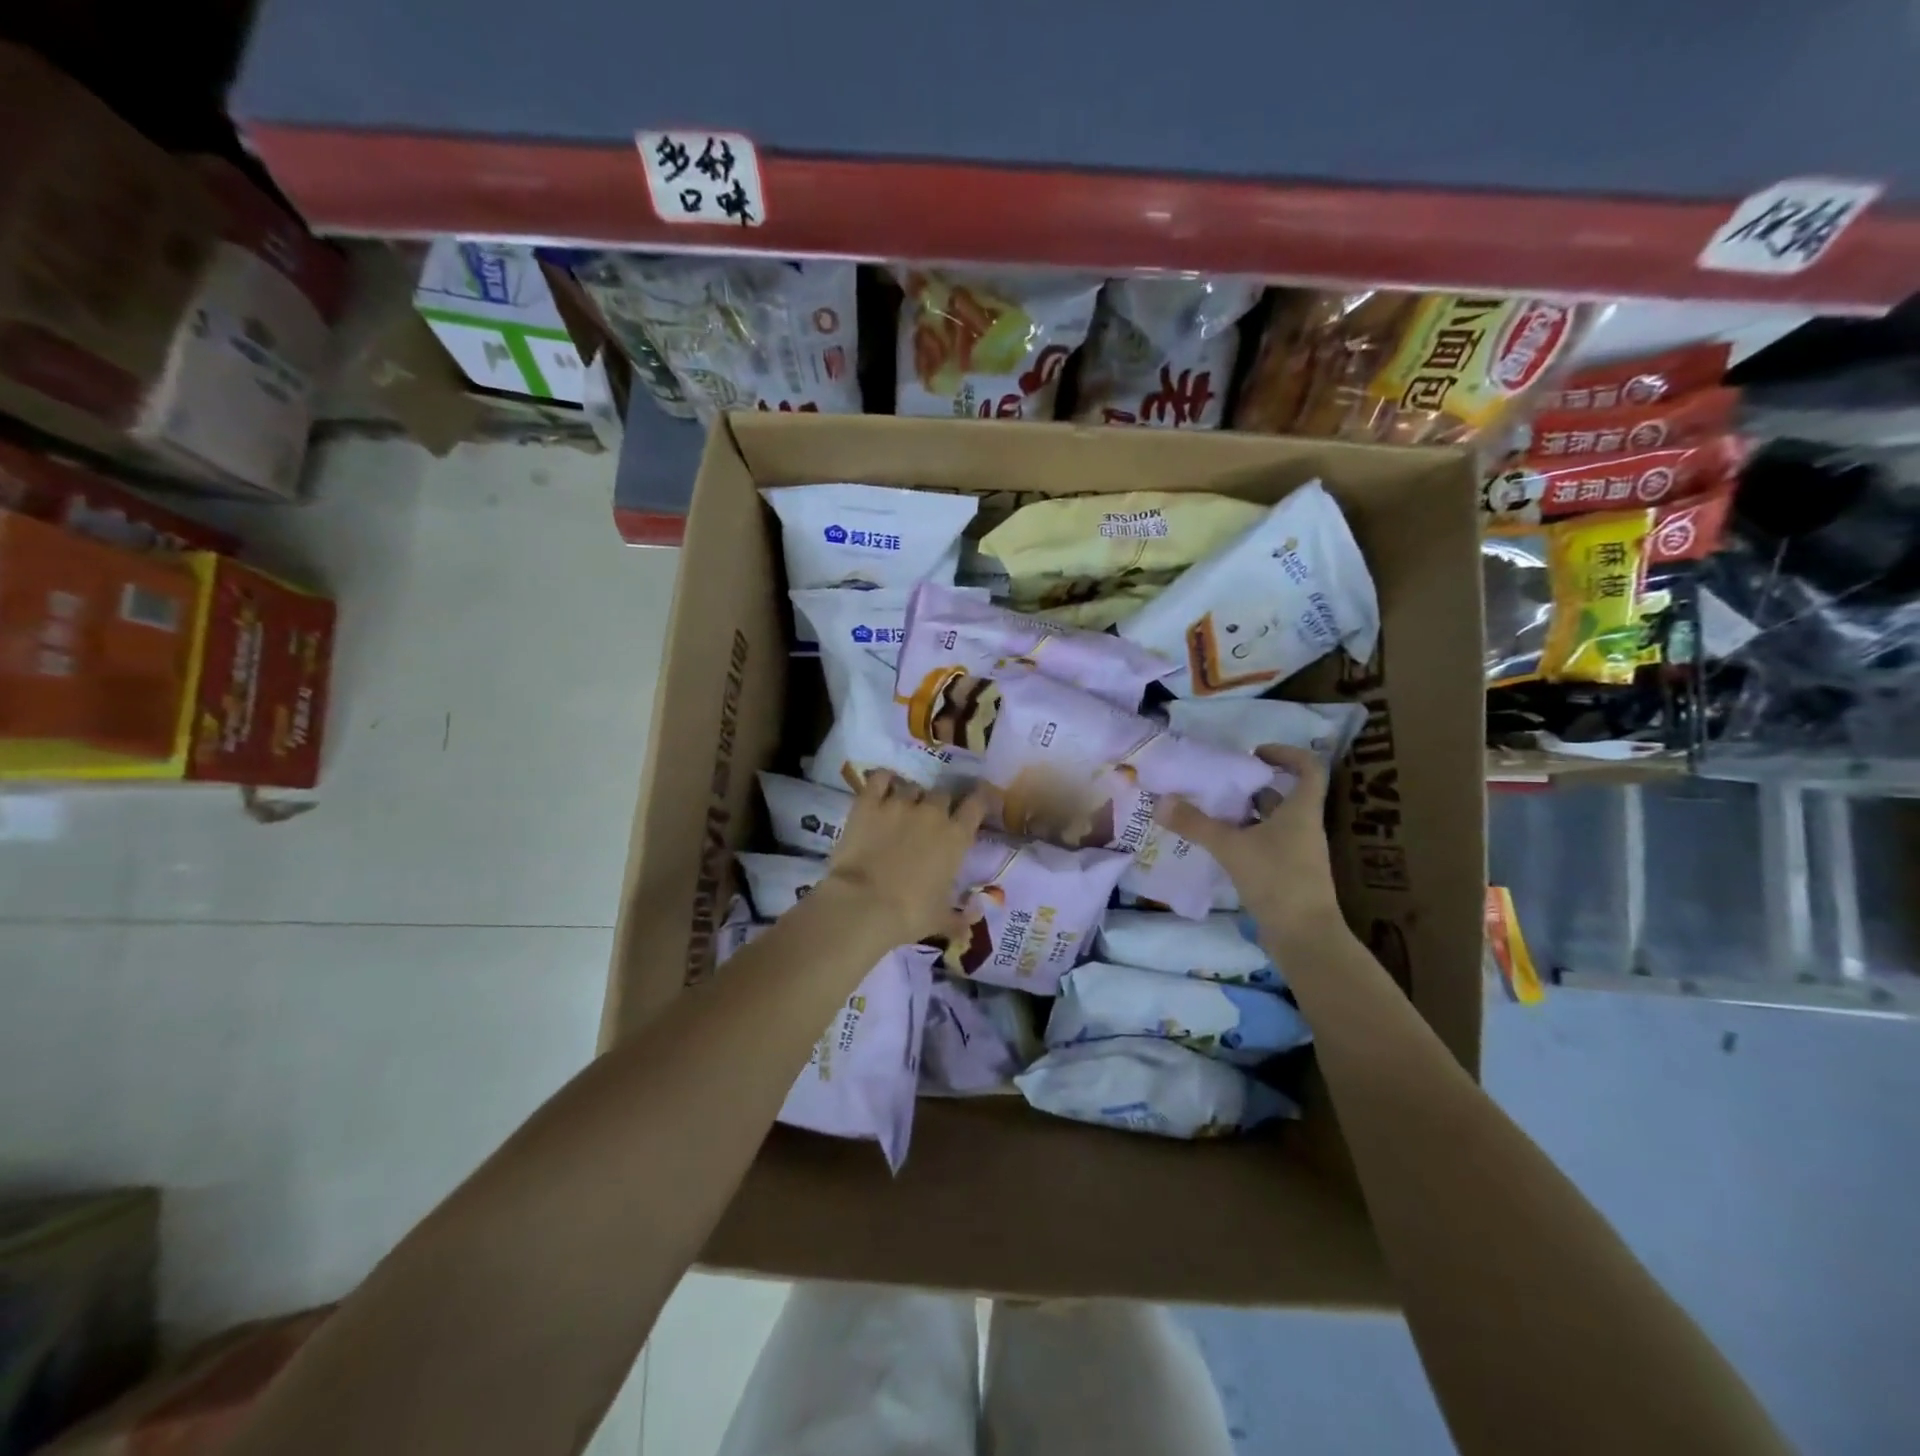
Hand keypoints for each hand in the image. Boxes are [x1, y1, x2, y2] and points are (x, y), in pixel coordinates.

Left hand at [825, 771, 990, 945]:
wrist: (863, 904)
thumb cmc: (910, 913)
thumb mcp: (940, 920)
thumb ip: (960, 919)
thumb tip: (973, 925)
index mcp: (956, 837)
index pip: (977, 804)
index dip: (979, 800)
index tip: (976, 802)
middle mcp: (932, 813)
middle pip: (943, 794)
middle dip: (940, 804)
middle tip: (931, 819)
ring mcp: (899, 804)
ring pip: (912, 786)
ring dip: (911, 796)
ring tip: (902, 809)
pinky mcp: (869, 803)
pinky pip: (880, 779)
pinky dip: (883, 781)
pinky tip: (881, 788)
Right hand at [1155, 743, 1341, 937]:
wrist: (1305, 937)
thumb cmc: (1277, 880)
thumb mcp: (1231, 847)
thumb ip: (1195, 824)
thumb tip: (1160, 801)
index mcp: (1300, 811)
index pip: (1308, 769)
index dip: (1286, 754)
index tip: (1255, 753)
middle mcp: (1303, 827)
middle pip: (1283, 795)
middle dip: (1251, 787)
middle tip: (1218, 784)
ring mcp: (1297, 853)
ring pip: (1271, 822)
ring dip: (1244, 814)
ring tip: (1210, 812)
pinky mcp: (1287, 875)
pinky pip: (1265, 845)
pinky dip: (1244, 839)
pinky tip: (1218, 846)